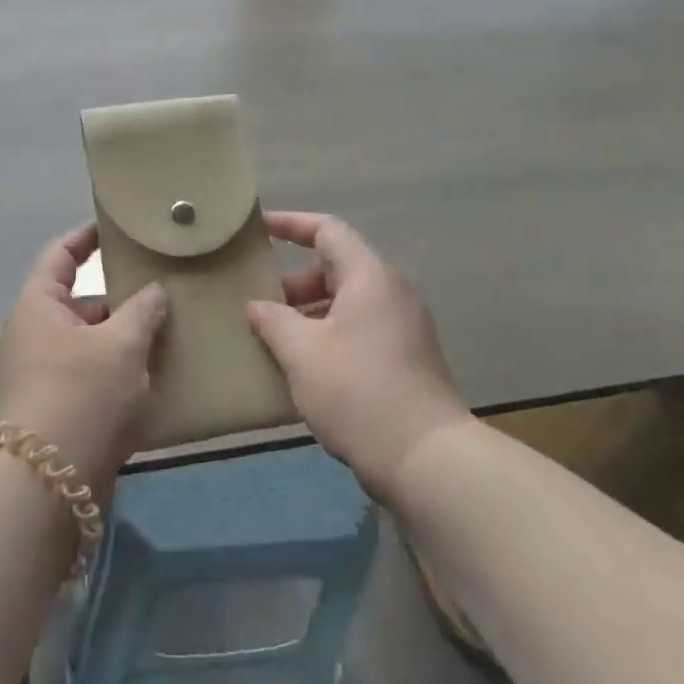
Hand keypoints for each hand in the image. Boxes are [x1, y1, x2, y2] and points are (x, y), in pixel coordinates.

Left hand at [0, 224, 167, 498]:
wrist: (50, 481)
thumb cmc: (83, 393)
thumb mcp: (121, 344)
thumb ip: (142, 310)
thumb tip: (154, 292)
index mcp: (39, 306)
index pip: (60, 256)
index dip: (86, 237)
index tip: (116, 228)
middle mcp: (35, 334)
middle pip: (81, 302)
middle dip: (121, 298)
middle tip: (163, 290)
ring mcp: (44, 373)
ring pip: (91, 341)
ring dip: (125, 338)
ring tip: (169, 333)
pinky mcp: (59, 407)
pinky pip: (93, 374)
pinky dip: (120, 370)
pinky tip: (156, 375)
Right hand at [247, 212, 469, 500]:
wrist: (427, 459)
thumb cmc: (357, 390)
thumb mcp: (301, 352)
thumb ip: (272, 320)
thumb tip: (256, 305)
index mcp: (369, 278)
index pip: (327, 231)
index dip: (291, 224)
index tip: (259, 228)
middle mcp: (391, 294)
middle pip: (336, 269)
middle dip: (293, 281)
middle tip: (258, 301)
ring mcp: (402, 329)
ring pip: (346, 304)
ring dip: (307, 313)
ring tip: (272, 337)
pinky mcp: (405, 361)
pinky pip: (358, 331)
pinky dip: (326, 336)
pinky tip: (301, 367)